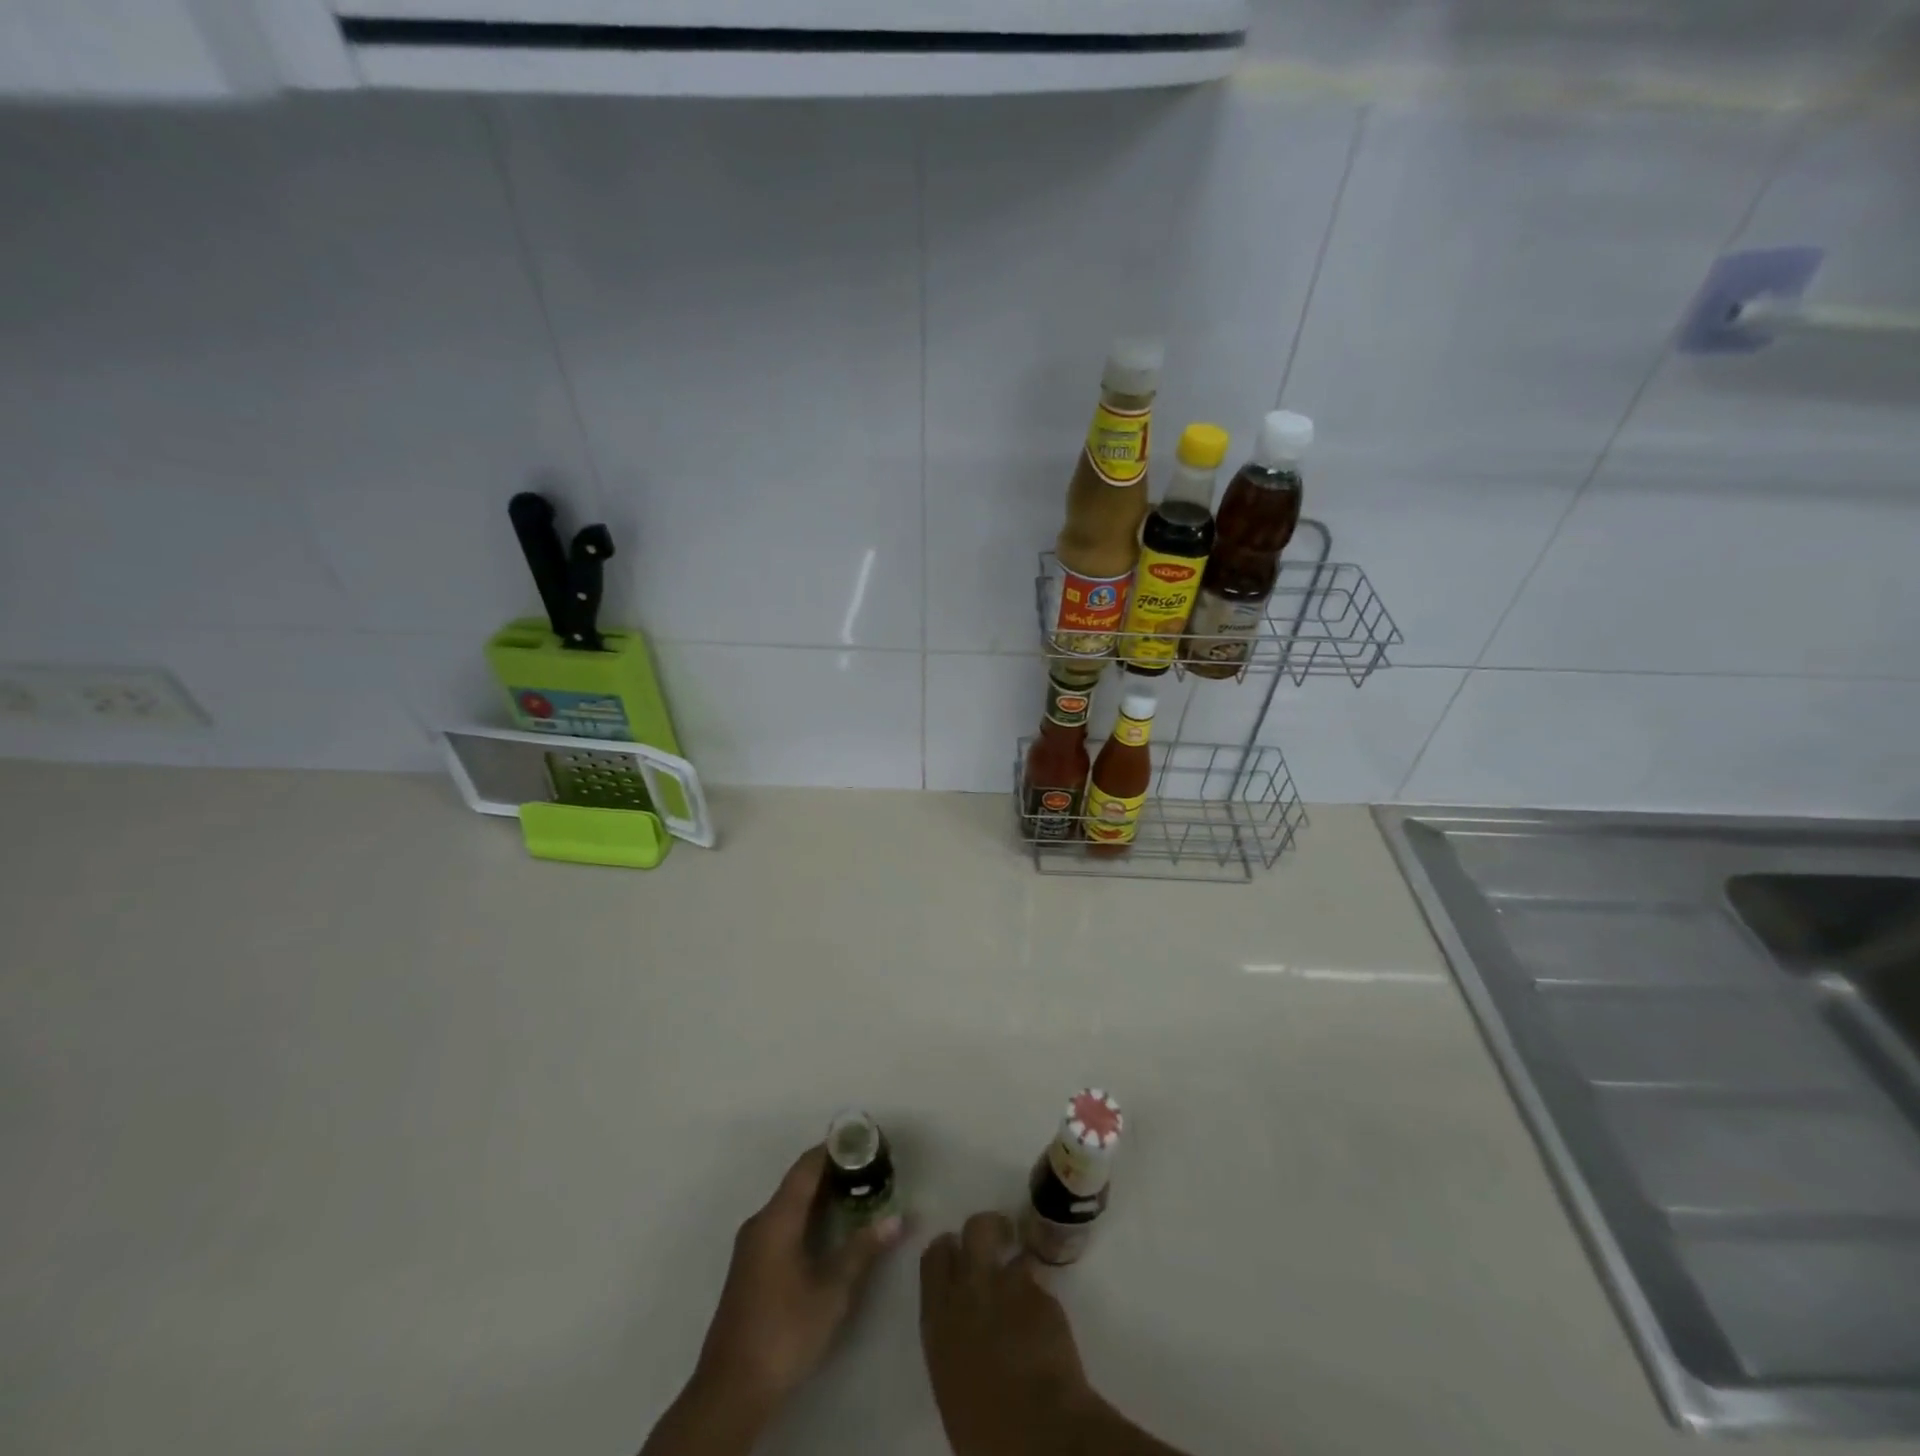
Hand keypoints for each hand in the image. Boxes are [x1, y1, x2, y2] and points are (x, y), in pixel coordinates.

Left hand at [694, 1145, 902, 1406]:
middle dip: (834, 1170)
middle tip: (871, 1166)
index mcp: (777, 1218)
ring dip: (822, 1194)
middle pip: (799, 1181)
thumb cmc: (784, 1331)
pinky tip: (831, 1228)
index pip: (808, 1166)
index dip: (836, 1148)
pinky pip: (784, 1223)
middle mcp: (761, 1222)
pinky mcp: (752, 1267)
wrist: (730, 1390)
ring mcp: (752, 1245)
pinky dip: (810, 1214)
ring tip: (859, 1191)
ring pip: (791, 1203)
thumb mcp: (831, 1291)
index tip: (867, 1140)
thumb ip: (863, 1250)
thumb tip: (898, 1218)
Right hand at [918, 1212, 1094, 1455]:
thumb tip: (962, 1330)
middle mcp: (972, 1288)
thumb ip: (952, 1338)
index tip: (956, 1255)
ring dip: (1018, 1267)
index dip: (947, 1250)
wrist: (1037, 1433)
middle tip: (996, 1243)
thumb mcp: (949, 1379)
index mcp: (939, 1315)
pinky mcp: (1046, 1295)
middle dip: (986, 1229)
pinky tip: (1044, 1328)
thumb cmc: (983, 1428)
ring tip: (1024, 1291)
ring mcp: (1011, 1286)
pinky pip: (1041, 1285)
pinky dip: (1041, 1301)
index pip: (934, 1255)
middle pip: (975, 1228)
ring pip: (1014, 1252)